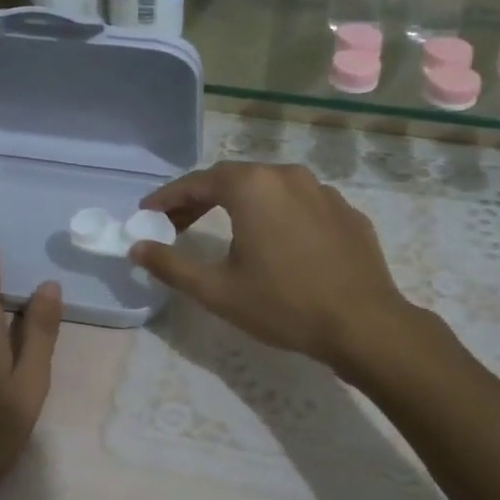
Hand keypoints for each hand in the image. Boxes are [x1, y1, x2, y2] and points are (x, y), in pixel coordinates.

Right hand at [128, 162, 414, 375]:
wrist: (363, 324)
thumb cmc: (283, 305)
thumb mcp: (217, 290)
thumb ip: (171, 265)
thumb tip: (136, 248)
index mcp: (253, 186)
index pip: (197, 182)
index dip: (168, 197)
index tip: (147, 213)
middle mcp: (287, 175)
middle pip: (232, 179)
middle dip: (199, 199)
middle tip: (176, 224)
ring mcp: (322, 191)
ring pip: (268, 189)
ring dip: (239, 204)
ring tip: (222, 229)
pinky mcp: (346, 212)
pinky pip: (299, 204)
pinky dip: (275, 215)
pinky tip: (273, 242)